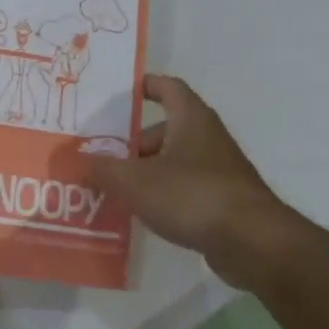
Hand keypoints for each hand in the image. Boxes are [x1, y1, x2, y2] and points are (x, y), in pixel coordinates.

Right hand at [89, 75, 310, 277]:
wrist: (253, 242)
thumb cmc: (192, 195)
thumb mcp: (135, 181)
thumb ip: (102, 169)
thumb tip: (75, 160)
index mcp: (191, 118)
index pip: (167, 87)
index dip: (144, 86)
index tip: (118, 95)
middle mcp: (207, 137)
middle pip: (164, 130)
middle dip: (133, 144)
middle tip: (102, 158)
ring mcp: (219, 170)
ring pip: (173, 162)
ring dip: (146, 173)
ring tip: (114, 191)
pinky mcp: (223, 201)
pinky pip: (184, 190)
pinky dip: (163, 196)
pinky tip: (142, 215)